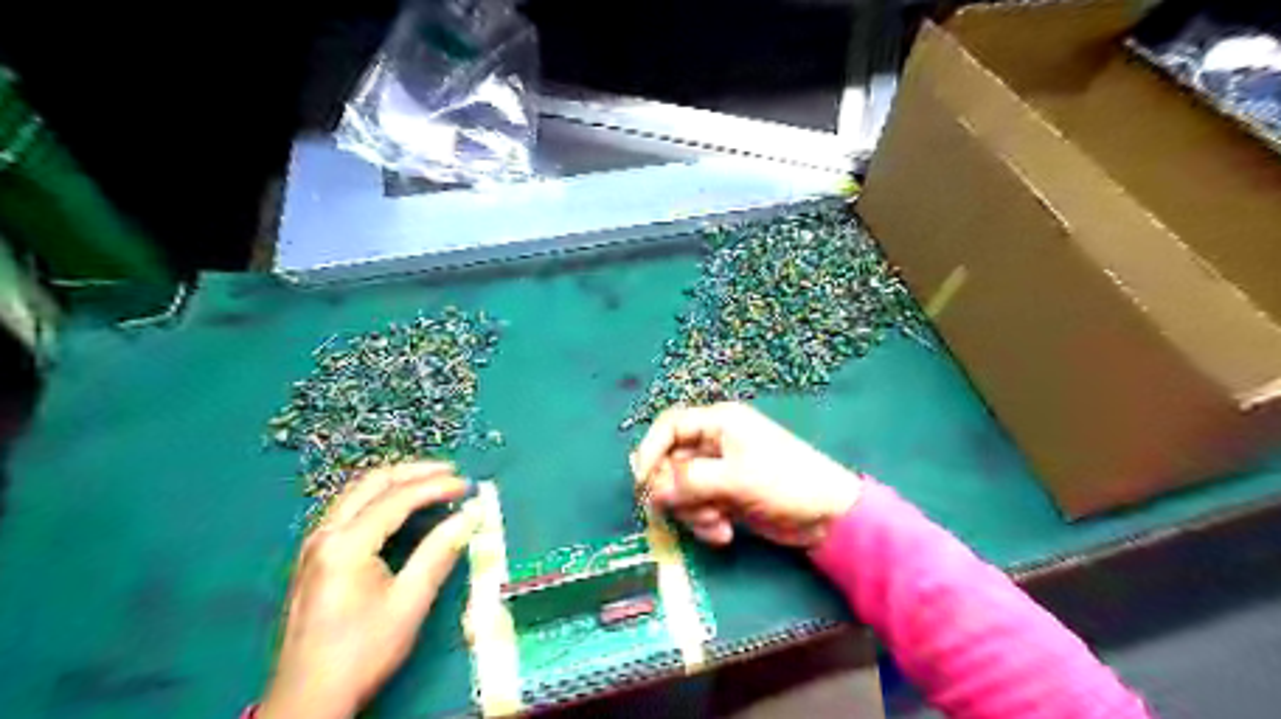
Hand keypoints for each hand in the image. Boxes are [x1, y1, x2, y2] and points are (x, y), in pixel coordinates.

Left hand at [260, 460, 481, 718]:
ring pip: (357, 492)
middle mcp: (324, 534)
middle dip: (415, 471)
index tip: (469, 486)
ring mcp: (314, 543)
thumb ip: (439, 552)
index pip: (398, 497)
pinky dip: (380, 498)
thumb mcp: (409, 602)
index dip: (437, 486)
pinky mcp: (313, 556)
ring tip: (432, 483)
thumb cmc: (362, 652)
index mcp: (346, 544)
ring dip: (396, 482)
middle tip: (452, 473)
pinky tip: (401, 508)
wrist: (308, 698)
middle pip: (372, 482)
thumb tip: (471, 515)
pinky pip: (349, 508)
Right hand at [630, 400, 857, 546]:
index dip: (650, 450)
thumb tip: (654, 491)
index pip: (669, 426)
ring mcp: (719, 471)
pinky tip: (725, 534)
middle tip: (684, 510)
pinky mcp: (725, 496)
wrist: (829, 517)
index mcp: (719, 423)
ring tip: (717, 523)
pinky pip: (698, 507)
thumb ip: (691, 481)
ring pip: (681, 489)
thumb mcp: (736, 478)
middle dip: (676, 491)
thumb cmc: (786, 483)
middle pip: (671, 462)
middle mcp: (715, 443)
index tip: (642, 483)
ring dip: (693, 512)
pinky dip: (706, 523)